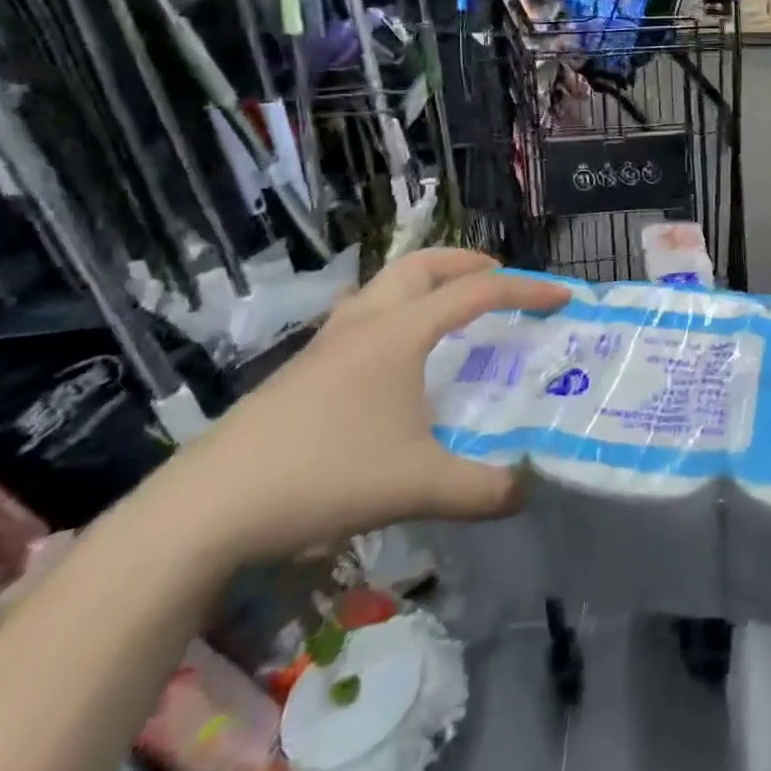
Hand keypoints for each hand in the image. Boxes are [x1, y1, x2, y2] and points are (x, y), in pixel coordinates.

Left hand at [157, 250, 567, 565]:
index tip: (563, 297)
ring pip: (385, 285)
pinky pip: (362, 316)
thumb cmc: (323, 476)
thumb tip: (529, 490)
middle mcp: (365, 323)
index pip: (478, 293)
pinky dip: (396, 314)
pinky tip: (395, 362)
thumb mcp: (418, 486)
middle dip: (468, 262)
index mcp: (400, 332)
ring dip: (426, 283)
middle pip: (422, 264)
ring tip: (451, 311)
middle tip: (500, 280)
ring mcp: (326, 343)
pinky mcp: (301, 370)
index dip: (527, 289)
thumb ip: (483, 490)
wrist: (206, 508)